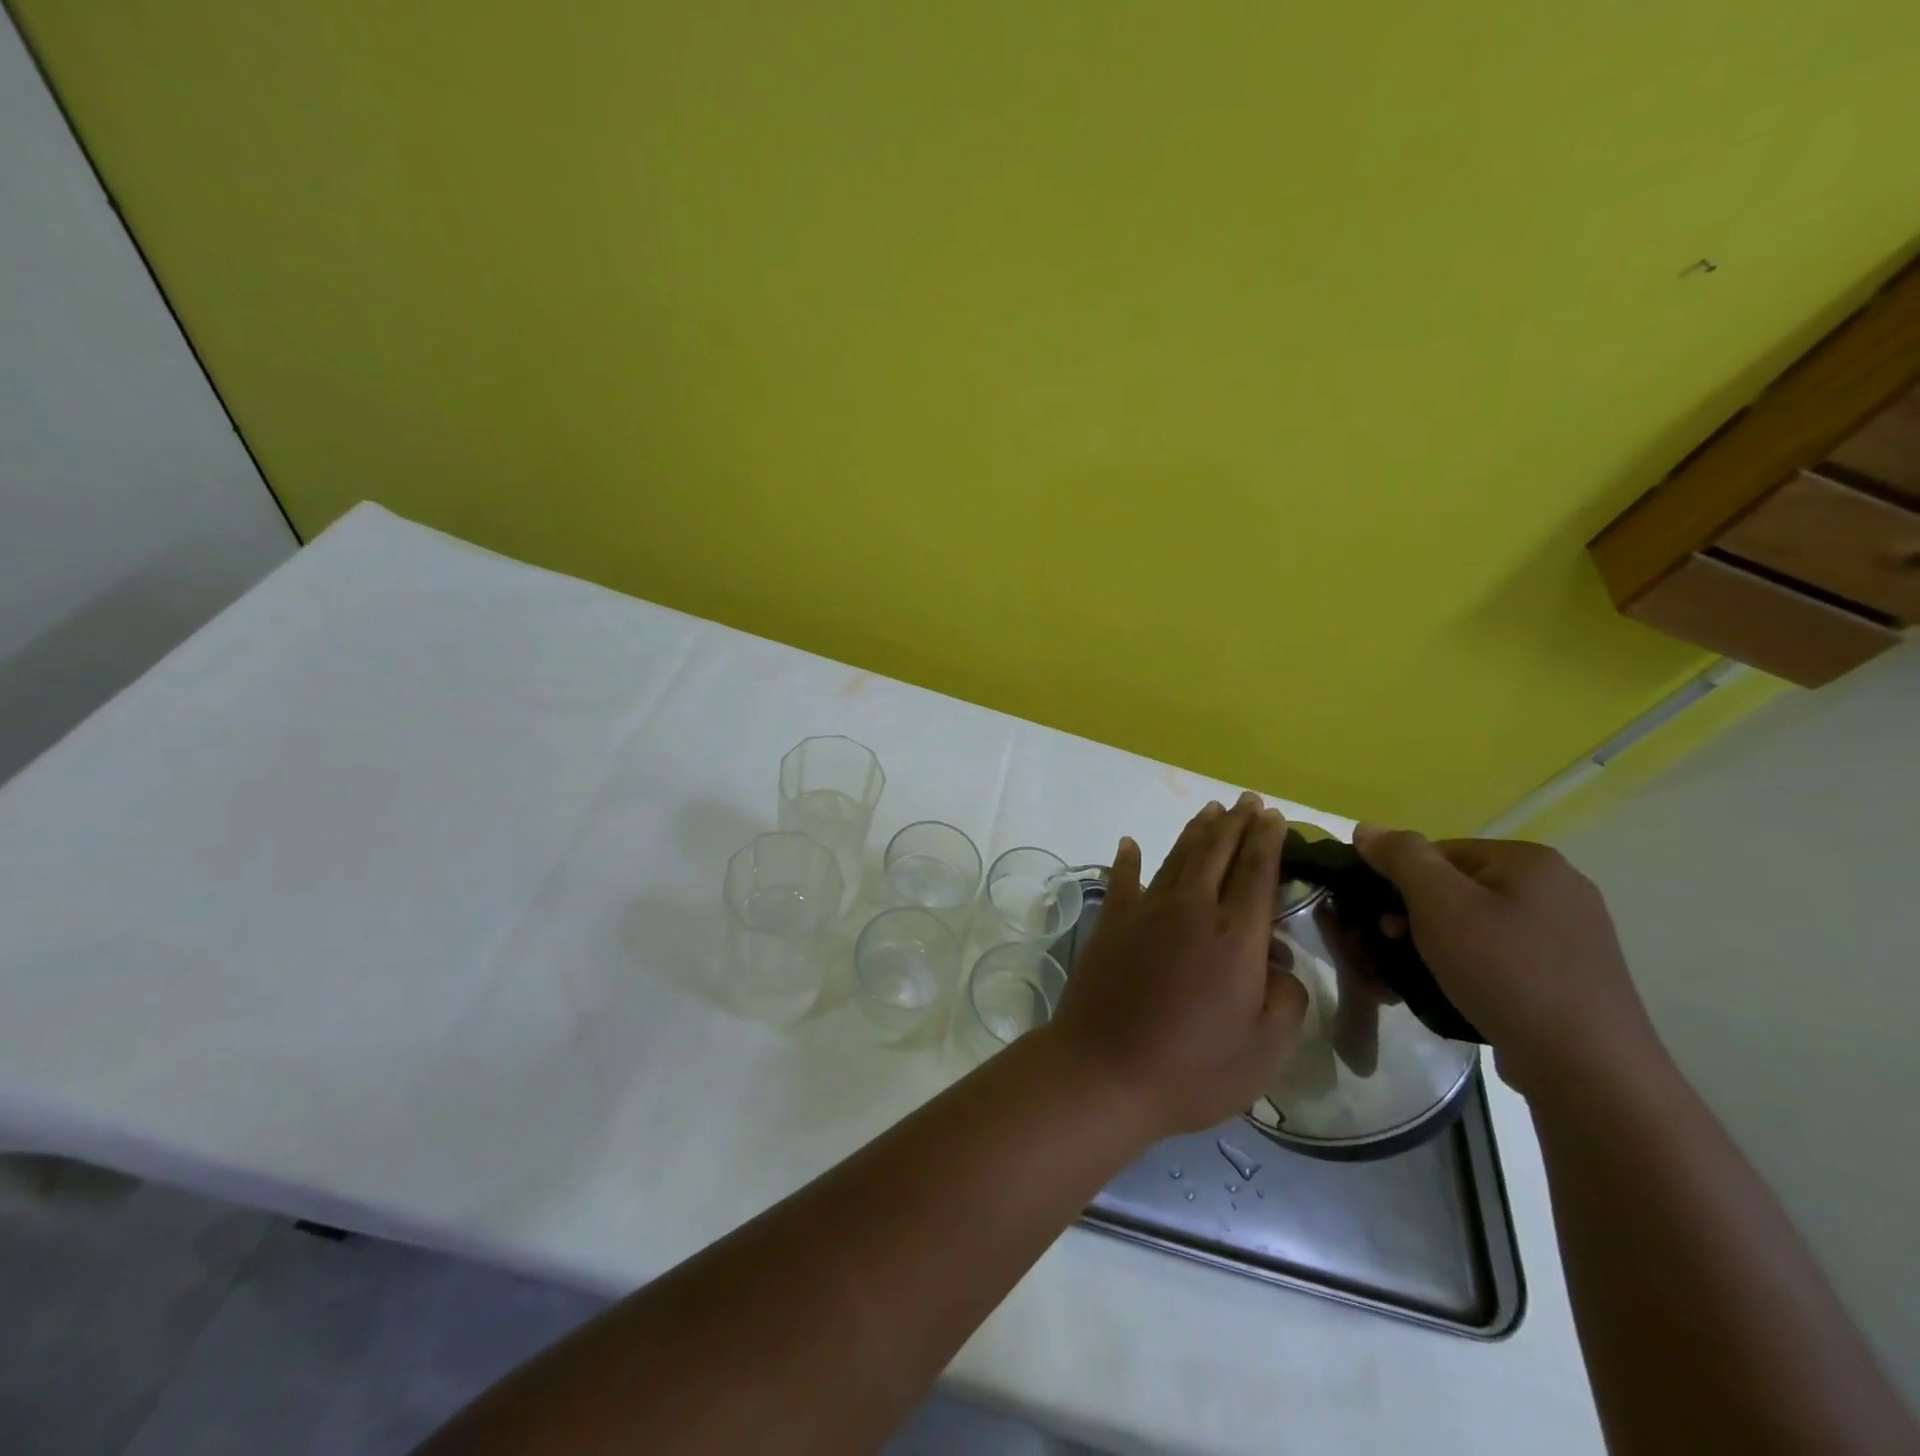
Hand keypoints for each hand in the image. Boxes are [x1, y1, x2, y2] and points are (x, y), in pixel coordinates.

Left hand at [1048, 794, 1308, 1139]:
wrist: (1105, 1070)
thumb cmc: (1193, 1068)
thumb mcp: (1266, 1049)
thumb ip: (1286, 998)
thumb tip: (1277, 962)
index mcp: (1237, 935)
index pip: (1258, 872)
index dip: (1268, 840)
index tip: (1275, 815)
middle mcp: (1192, 908)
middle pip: (1218, 851)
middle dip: (1236, 822)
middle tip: (1248, 801)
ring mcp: (1146, 909)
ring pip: (1177, 856)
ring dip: (1196, 831)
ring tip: (1211, 810)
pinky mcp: (1111, 921)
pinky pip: (1122, 878)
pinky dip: (1127, 858)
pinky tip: (1129, 843)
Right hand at [1352, 826, 1658, 1095]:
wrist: (1588, 1069)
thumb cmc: (1506, 972)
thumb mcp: (1439, 904)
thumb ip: (1401, 857)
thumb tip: (1367, 828)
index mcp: (1531, 860)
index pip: (1439, 853)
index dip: (1401, 884)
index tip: (1385, 923)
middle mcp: (1559, 887)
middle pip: (1459, 887)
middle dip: (1419, 916)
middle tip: (1398, 950)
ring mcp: (1573, 933)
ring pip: (1480, 924)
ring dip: (1442, 944)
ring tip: (1425, 976)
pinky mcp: (1575, 975)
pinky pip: (1506, 955)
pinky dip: (1476, 968)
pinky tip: (1465, 993)